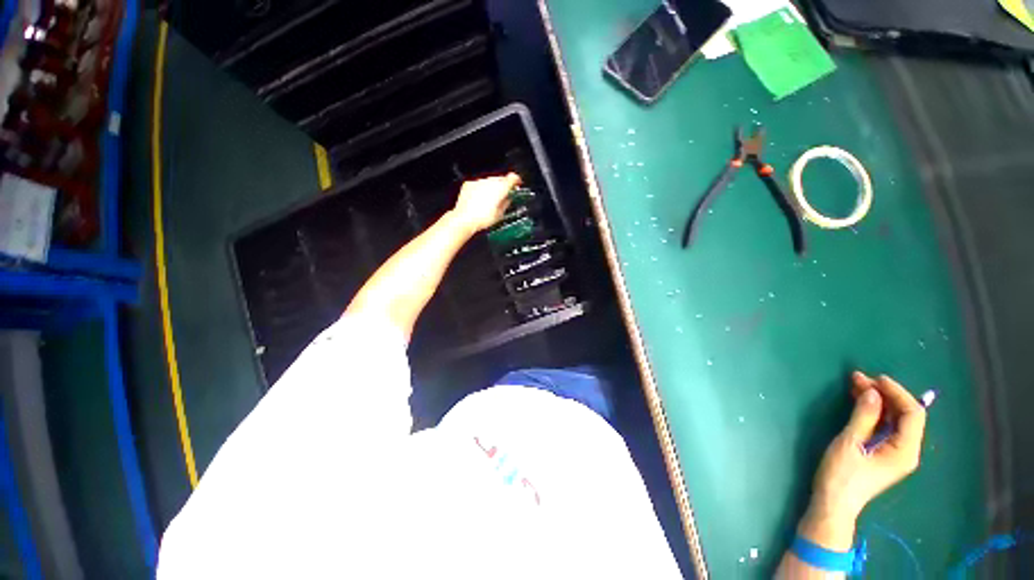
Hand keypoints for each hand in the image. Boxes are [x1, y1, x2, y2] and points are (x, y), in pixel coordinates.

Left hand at [451, 173, 521, 233]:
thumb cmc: (482, 219)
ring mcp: (479, 182)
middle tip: (503, 195)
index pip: (512, 178)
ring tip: (490, 200)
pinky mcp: (469, 184)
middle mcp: (490, 182)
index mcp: (500, 188)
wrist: (464, 219)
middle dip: (503, 186)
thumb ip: (506, 203)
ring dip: (491, 188)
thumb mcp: (500, 214)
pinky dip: (480, 189)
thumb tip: (508, 199)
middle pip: (500, 179)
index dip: (516, 181)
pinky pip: (478, 184)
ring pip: (489, 181)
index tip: (517, 184)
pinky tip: (479, 200)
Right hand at [801, 372, 926, 549]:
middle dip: (885, 394)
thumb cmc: (841, 475)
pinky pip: (886, 426)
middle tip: (859, 379)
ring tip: (856, 385)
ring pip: (895, 419)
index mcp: (905, 450)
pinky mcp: (885, 453)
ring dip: (878, 401)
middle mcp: (907, 450)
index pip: (912, 413)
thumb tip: (873, 392)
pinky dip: (875, 412)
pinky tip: (860, 402)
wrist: (834, 504)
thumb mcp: (849, 443)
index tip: (875, 378)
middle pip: (905, 415)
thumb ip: (864, 417)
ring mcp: (897, 453)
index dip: (897, 392)